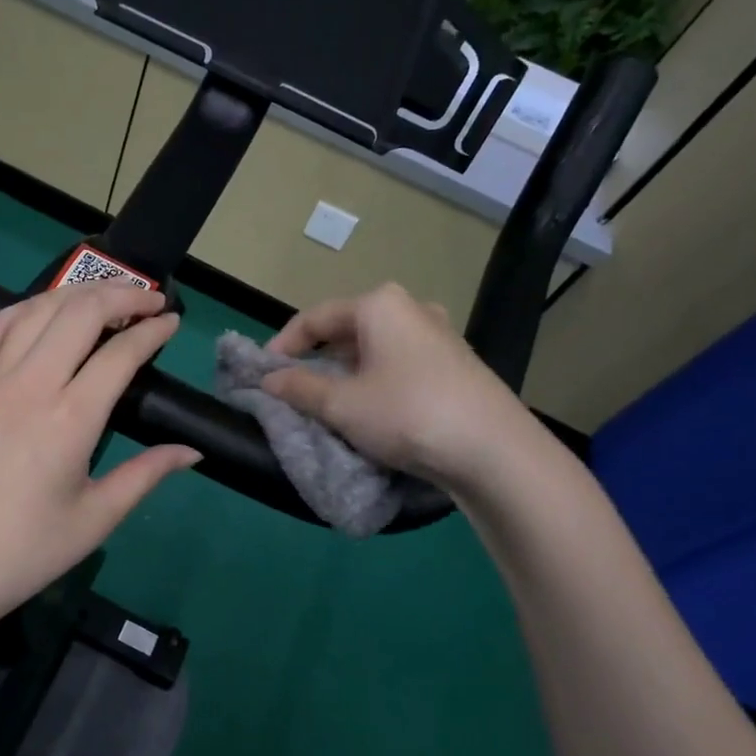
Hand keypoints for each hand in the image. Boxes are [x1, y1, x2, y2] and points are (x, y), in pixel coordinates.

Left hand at [0, 284, 199, 630]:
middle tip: (148, 301)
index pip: (120, 353)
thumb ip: (147, 474)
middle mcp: (29, 386)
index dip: (153, 330)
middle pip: (80, 313)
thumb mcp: (96, 518)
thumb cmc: (25, 552)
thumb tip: (193, 452)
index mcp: (70, 419)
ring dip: (75, 294)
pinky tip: (38, 313)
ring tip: (103, 298)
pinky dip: (22, 310)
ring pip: (35, 311)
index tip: (172, 322)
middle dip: (122, 295)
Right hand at [261, 283, 538, 491]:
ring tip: (330, 404)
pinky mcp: (456, 364)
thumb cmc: (407, 413)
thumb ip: (299, 388)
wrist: (493, 450)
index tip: (263, 373)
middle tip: (295, 389)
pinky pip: (400, 364)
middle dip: (317, 359)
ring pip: (375, 348)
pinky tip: (373, 410)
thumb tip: (269, 380)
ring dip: (346, 372)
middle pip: (347, 330)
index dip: (283, 344)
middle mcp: (411, 309)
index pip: (315, 317)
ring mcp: (439, 335)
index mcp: (379, 305)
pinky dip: (376, 381)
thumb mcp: (342, 405)